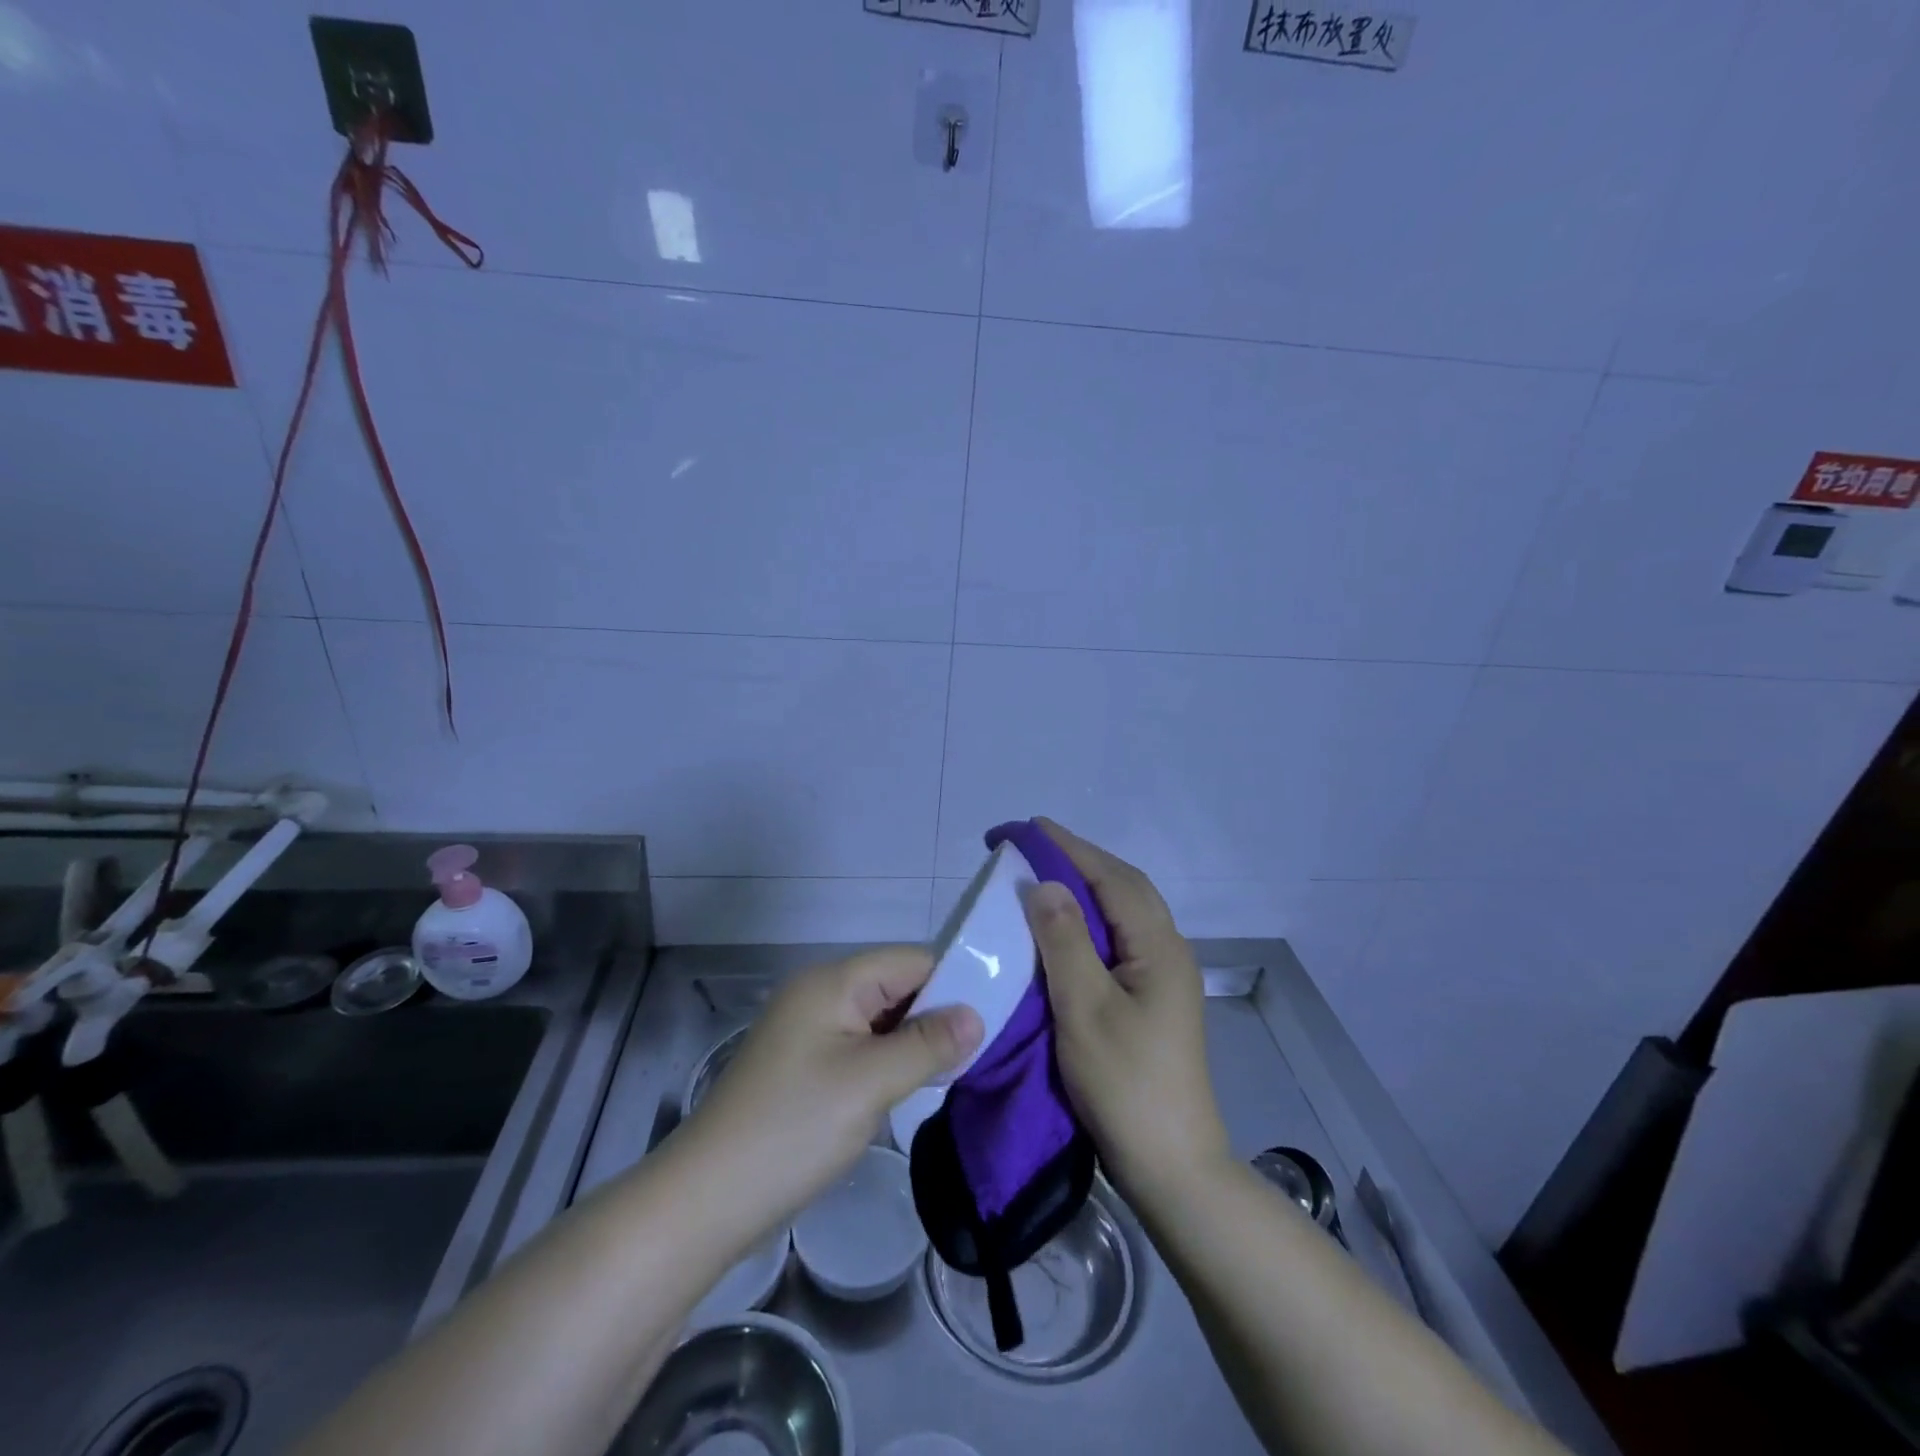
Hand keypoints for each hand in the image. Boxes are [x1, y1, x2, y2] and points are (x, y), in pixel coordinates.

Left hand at [681, 947, 982, 1241]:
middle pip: (896, 986)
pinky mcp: (804, 1063)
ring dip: (913, 1042)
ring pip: (880, 1019)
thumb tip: (976, 1015)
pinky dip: (888, 1061)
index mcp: (834, 981)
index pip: (911, 960)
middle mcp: (820, 993)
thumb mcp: (871, 1083)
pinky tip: (909, 1087)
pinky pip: (860, 1045)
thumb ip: (927, 1044)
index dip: (953, 983)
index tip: (992, 1020)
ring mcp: (809, 1029)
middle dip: (935, 1015)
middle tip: (977, 1054)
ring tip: (951, 1073)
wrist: (707, 1198)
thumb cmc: (794, 1128)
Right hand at [1026, 820, 1230, 1206]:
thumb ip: (1065, 941)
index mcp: (1159, 947)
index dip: (1069, 848)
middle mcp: (1168, 951)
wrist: (1172, 1166)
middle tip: (1030, 848)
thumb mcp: (1085, 1008)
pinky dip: (1089, 920)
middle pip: (1124, 887)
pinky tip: (1063, 930)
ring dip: (1085, 888)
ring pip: (1123, 912)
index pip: (1111, 878)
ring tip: (1042, 878)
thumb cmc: (1126, 1085)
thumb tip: (1045, 884)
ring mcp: (1163, 976)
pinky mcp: (1153, 999)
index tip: (1027, 828)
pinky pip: (1119, 939)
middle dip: (1078, 860)